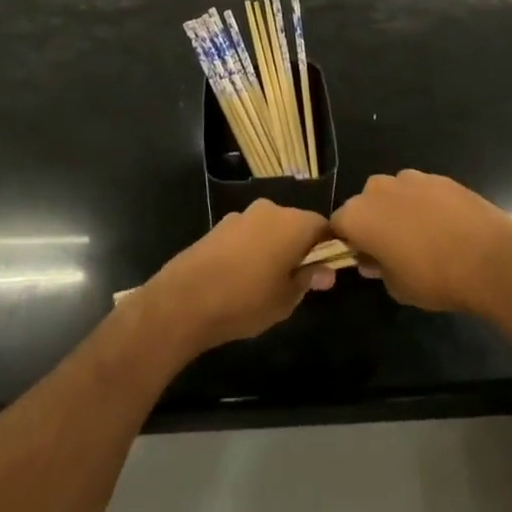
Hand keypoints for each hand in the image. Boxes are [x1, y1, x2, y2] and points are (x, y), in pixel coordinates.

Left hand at [136, 201, 333, 356]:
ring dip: (273, 247)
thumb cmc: (245, 301)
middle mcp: (269, 210)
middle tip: (296, 279)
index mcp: (293, 223)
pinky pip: (246, 234)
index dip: (327, 247)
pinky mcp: (217, 226)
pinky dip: (250, 249)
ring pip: (269, 229)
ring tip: (266, 281)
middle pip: (295, 224)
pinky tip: (241, 277)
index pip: (323, 226)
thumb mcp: (286, 299)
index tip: (323, 271)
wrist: (183, 301)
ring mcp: (240, 216)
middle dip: (299, 247)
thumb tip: (326, 271)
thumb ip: (308, 280)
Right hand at [330, 170, 511, 318]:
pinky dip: (426, 205)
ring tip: (423, 236)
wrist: (491, 259)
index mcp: (358, 215)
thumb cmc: (434, 278)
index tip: (364, 259)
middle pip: (365, 204)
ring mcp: (411, 178)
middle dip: (373, 222)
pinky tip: (445, 227)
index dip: (349, 243)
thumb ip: (378, 269)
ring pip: (394, 194)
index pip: (338, 226)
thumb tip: (374, 259)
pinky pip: (421, 191)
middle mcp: (378, 188)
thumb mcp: (397, 287)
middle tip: (392, 249)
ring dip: (399, 210)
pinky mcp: (440, 177)